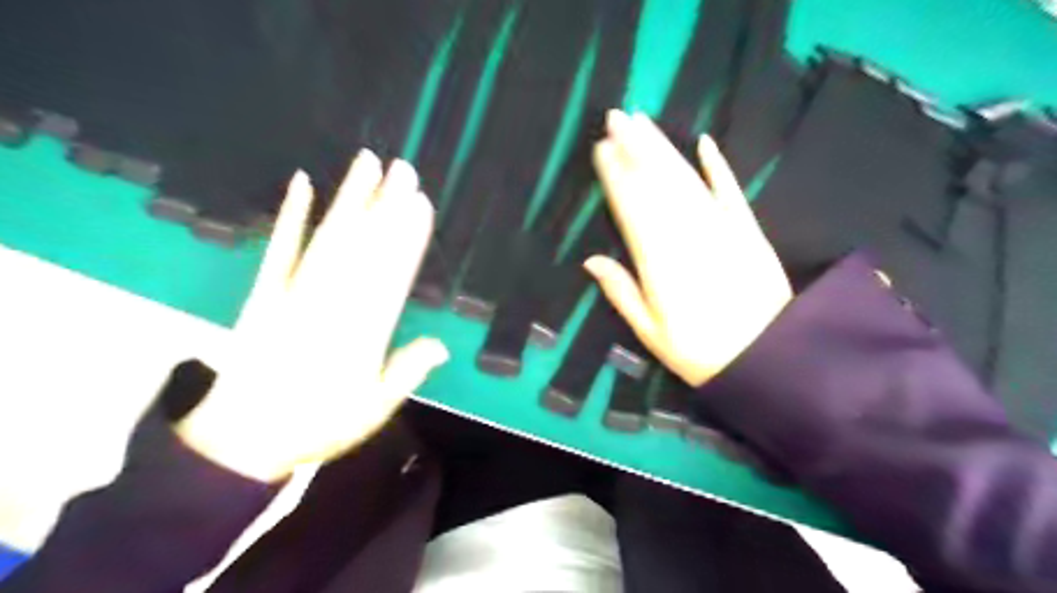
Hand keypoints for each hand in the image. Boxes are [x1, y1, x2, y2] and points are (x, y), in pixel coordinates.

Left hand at [177, 150, 443, 481]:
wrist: (241, 440)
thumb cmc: (317, 425)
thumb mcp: (373, 410)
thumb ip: (406, 373)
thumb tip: (442, 344)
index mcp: (363, 334)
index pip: (392, 275)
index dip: (408, 238)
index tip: (421, 205)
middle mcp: (331, 306)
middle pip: (364, 248)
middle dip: (386, 206)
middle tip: (404, 170)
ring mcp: (294, 295)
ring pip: (329, 240)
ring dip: (349, 199)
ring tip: (368, 164)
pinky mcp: (264, 293)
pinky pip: (279, 249)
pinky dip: (291, 216)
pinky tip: (302, 184)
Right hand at [586, 110, 792, 389]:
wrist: (770, 358)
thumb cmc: (700, 353)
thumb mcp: (650, 333)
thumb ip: (621, 293)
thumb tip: (591, 260)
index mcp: (660, 263)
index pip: (632, 208)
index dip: (616, 176)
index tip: (602, 148)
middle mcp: (688, 236)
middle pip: (658, 184)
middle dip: (636, 148)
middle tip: (616, 117)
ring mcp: (722, 229)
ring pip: (687, 180)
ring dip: (664, 149)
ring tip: (643, 122)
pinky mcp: (749, 231)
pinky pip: (731, 191)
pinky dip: (719, 166)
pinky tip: (704, 142)